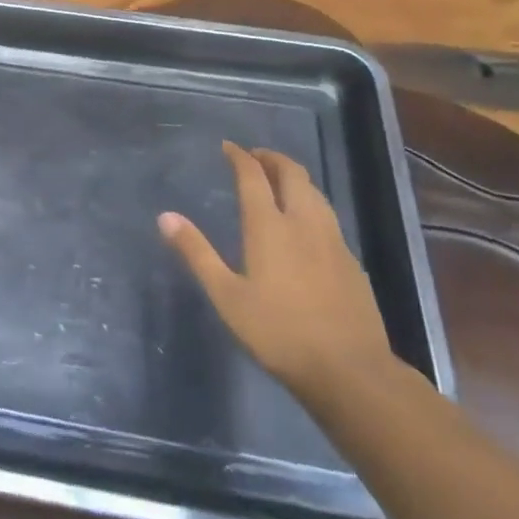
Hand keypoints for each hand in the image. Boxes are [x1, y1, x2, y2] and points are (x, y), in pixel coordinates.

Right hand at [159, 141, 395, 401]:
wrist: (352, 371)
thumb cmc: (280, 332)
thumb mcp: (227, 296)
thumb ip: (197, 253)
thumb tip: (165, 216)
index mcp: (269, 226)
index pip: (253, 176)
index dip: (239, 156)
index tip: (228, 147)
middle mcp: (303, 223)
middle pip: (292, 174)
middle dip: (272, 158)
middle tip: (255, 157)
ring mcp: (333, 241)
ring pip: (315, 192)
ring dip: (295, 178)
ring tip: (279, 182)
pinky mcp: (352, 262)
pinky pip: (328, 217)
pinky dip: (311, 204)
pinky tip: (306, 225)